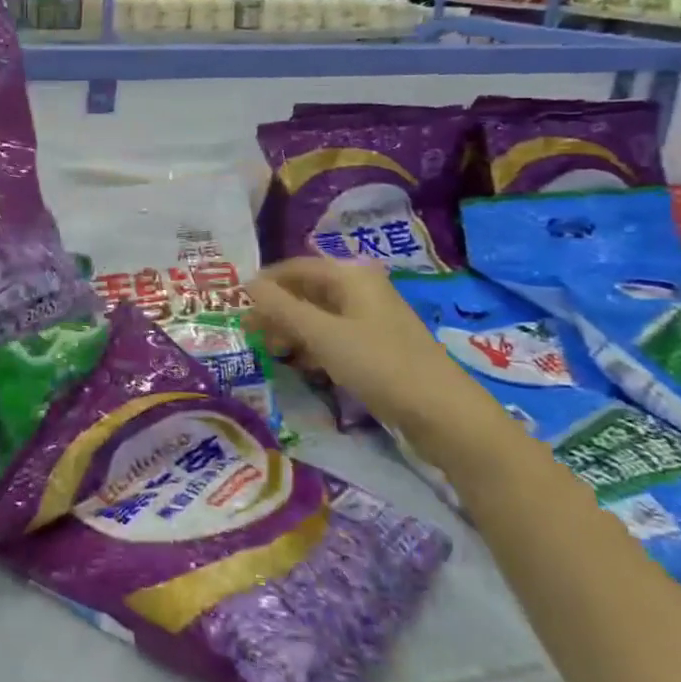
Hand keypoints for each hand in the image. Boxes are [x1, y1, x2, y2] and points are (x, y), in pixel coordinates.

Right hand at [244, 257, 500, 453]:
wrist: (443, 414)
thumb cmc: (378, 364)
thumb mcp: (322, 335)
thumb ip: (281, 308)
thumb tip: (246, 282)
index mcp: (351, 276)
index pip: (296, 267)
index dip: (266, 283)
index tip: (237, 305)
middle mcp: (362, 290)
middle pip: (308, 292)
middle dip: (278, 311)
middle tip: (252, 335)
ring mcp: (372, 320)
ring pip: (320, 317)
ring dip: (294, 332)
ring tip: (274, 354)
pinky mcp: (379, 349)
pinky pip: (336, 338)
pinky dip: (315, 348)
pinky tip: (305, 368)